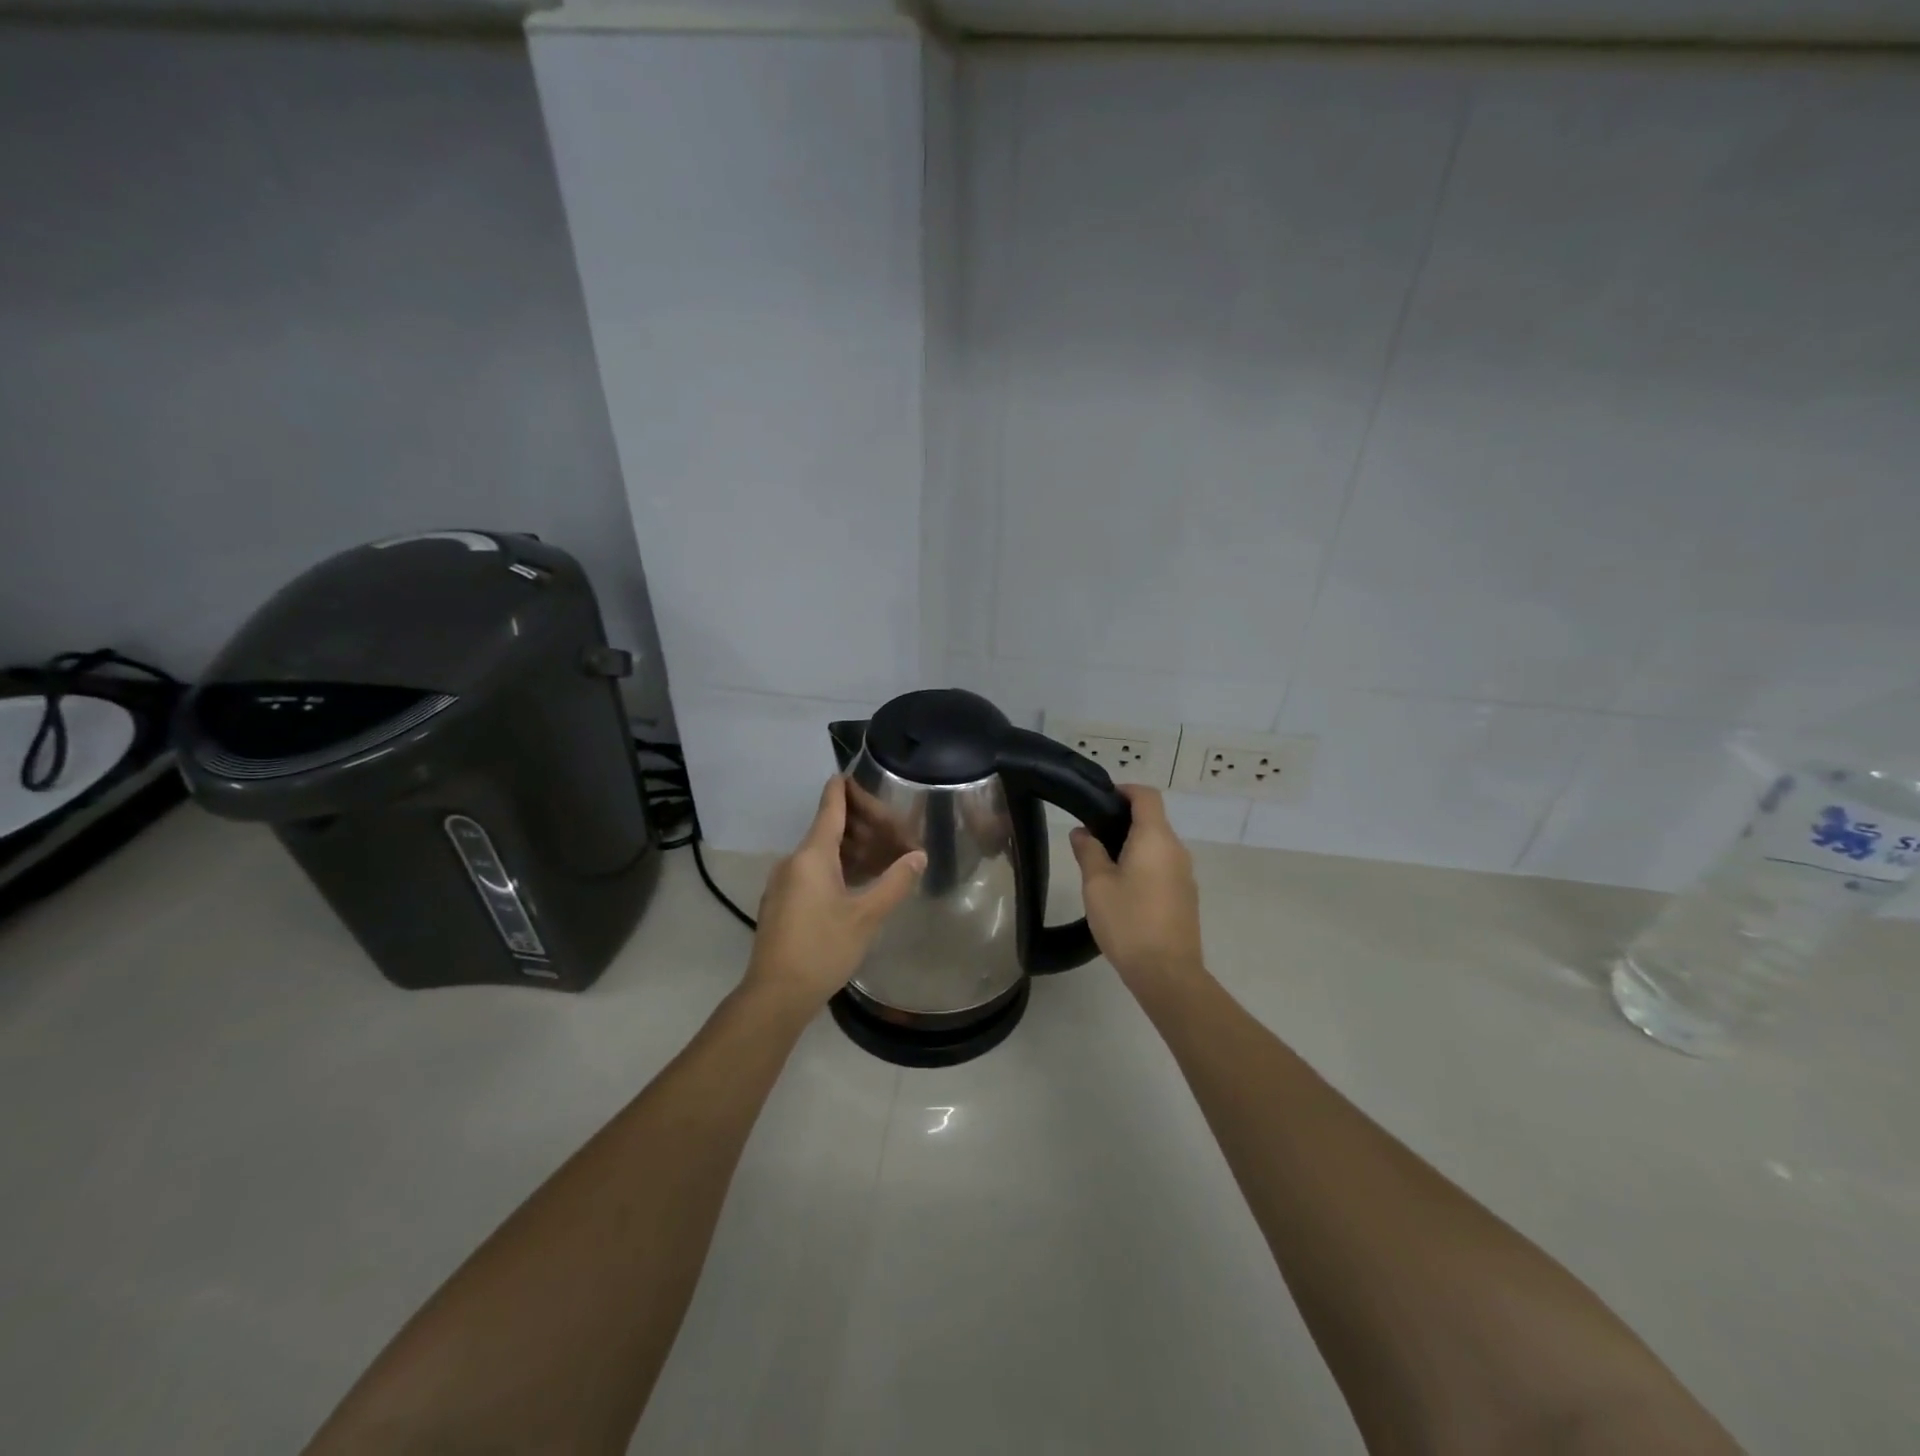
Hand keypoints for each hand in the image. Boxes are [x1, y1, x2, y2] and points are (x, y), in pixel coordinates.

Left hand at [742, 776, 926, 1012]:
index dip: (844, 787)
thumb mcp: (867, 915)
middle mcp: (794, 860)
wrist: (776, 994)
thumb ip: (895, 882)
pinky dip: (836, 867)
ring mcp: (784, 882)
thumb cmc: (823, 948)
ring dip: (850, 848)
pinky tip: (857, 881)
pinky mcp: (782, 902)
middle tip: (891, 828)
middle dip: (859, 824)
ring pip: (820, 852)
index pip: (830, 806)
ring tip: (881, 853)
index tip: (854, 771)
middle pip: (827, 828)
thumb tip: (918, 856)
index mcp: (812, 854)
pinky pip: (812, 872)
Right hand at [1069, 786, 1204, 998]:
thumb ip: (1089, 852)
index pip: (1146, 796)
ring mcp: (1185, 874)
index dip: (1124, 790)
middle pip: (1153, 819)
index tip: (1099, 800)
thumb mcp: (1097, 884)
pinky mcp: (1186, 895)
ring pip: (1158, 845)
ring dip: (1133, 844)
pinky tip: (1123, 888)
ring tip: (1102, 863)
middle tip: (1091, 835)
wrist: (1167, 973)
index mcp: (1155, 839)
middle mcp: (1176, 849)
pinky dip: (1144, 864)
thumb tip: (1082, 832)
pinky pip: (1164, 866)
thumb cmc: (1128, 921)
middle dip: (1123, 820)